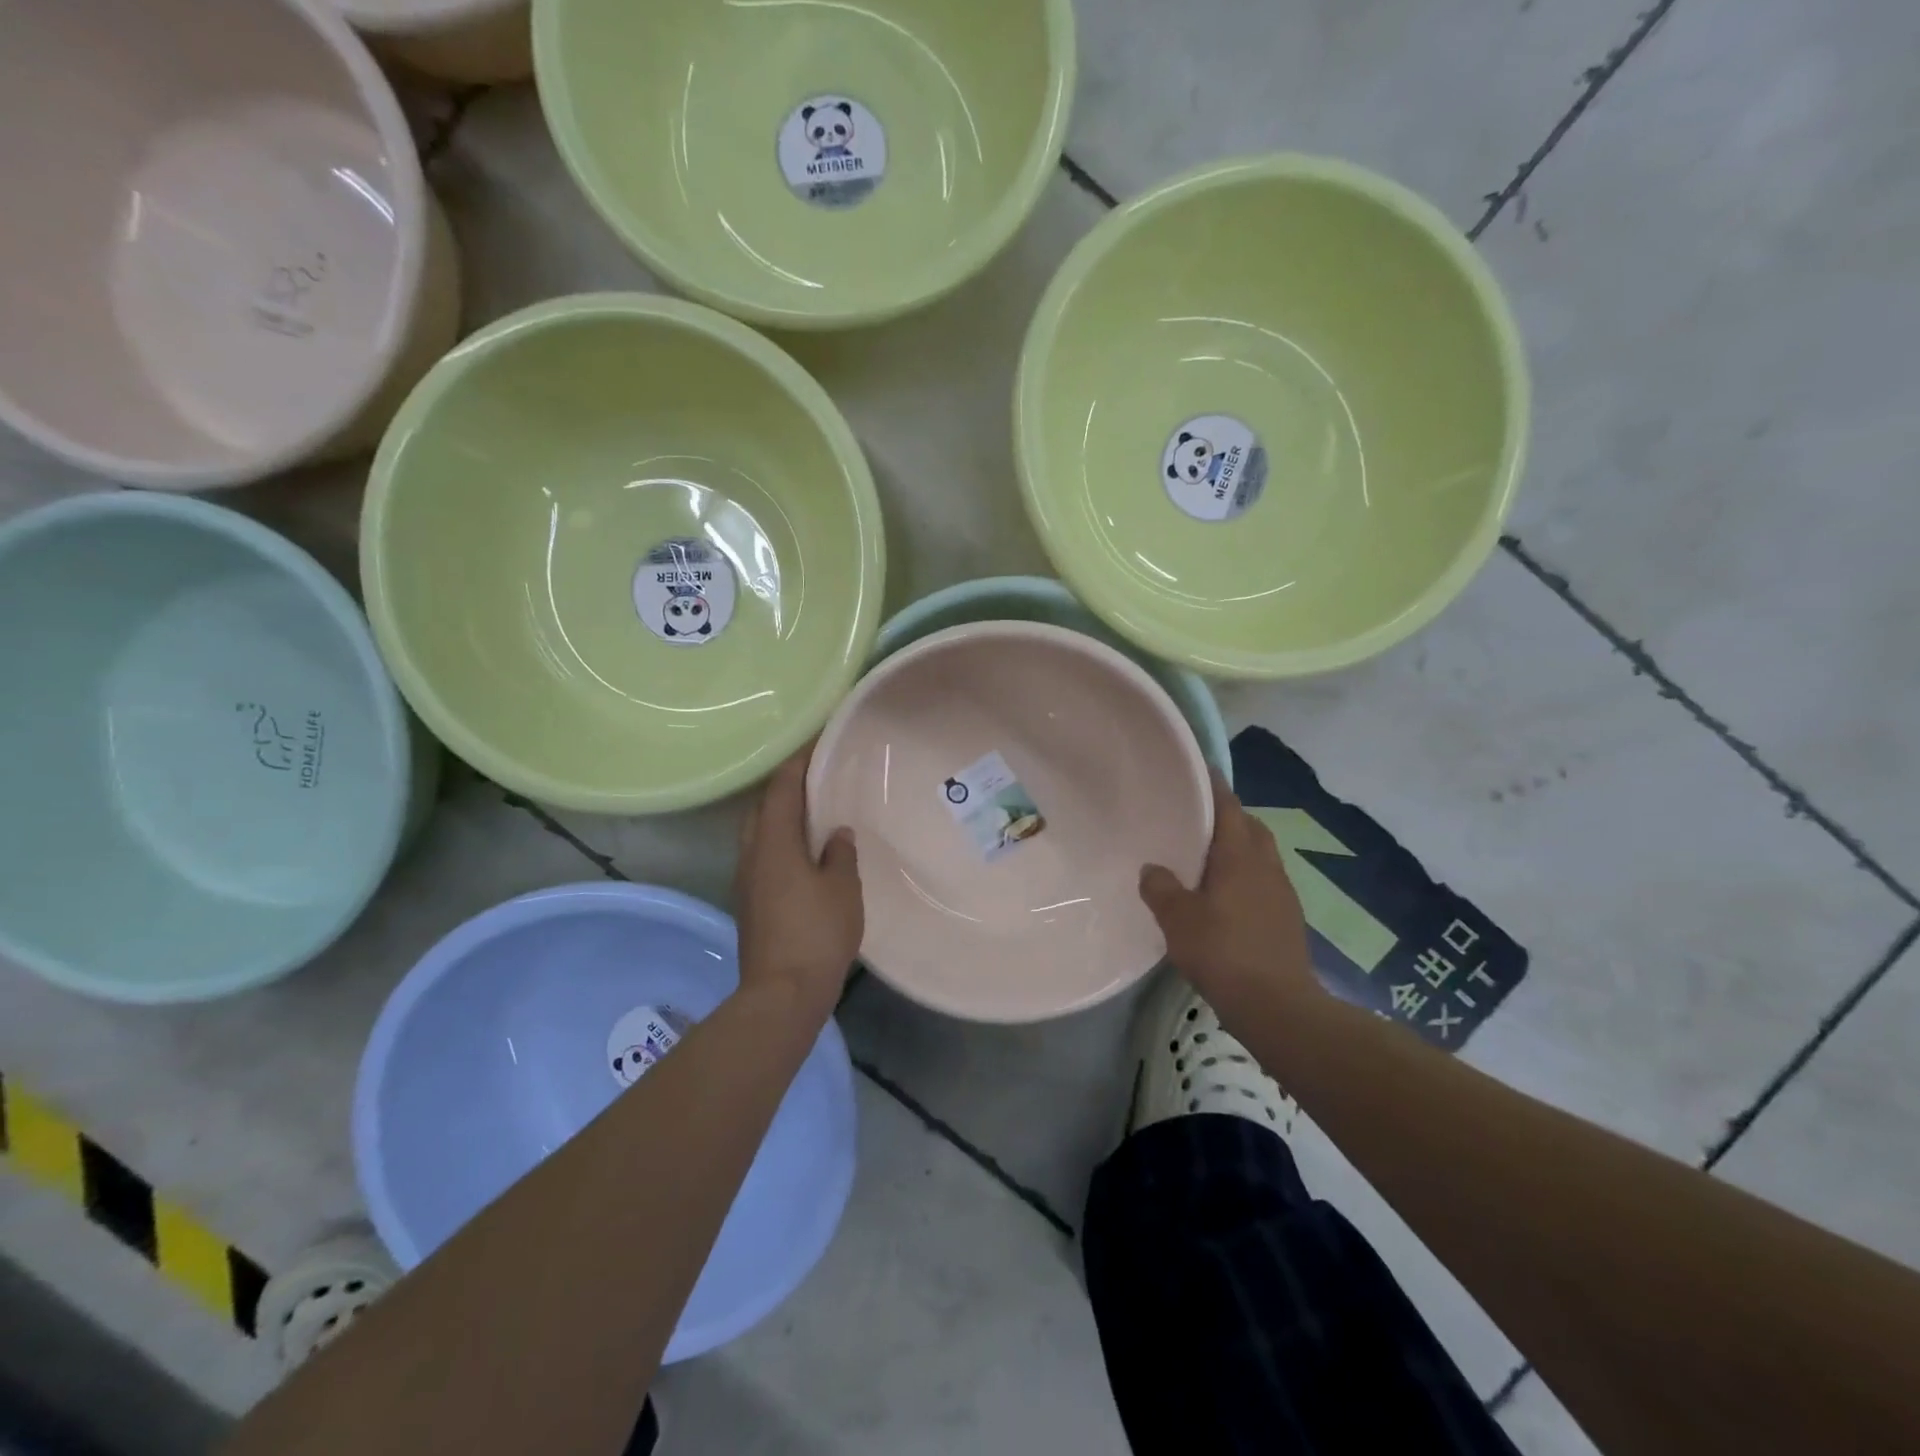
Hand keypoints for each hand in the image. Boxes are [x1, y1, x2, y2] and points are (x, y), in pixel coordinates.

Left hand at [732, 746, 862, 1013]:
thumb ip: (839, 854)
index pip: (782, 789)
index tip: (816, 746)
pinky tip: (802, 852)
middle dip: (784, 788)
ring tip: (810, 812)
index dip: (798, 764)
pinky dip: (779, 842)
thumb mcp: (842, 888)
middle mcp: (753, 855)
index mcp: (774, 843)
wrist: (782, 993)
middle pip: (762, 808)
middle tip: (815, 779)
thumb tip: (836, 834)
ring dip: (779, 816)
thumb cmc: (817, 933)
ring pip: (758, 833)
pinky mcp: (750, 903)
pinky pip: (762, 856)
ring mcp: (747, 881)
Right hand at [1140, 772, 1317, 1013]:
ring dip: (1238, 848)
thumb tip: (1152, 869)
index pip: (1229, 806)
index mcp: (1240, 856)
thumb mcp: (1178, 919)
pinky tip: (1223, 897)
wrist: (1278, 1006)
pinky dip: (1245, 876)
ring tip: (1206, 858)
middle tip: (1196, 819)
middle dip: (1228, 816)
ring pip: (1260, 855)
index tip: (1199, 769)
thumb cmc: (1223, 952)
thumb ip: (1161, 888)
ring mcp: (1282, 893)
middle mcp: (1266, 865)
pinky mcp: (1287, 918)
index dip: (1214, 786)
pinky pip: (1263, 881)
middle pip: (1250, 827)